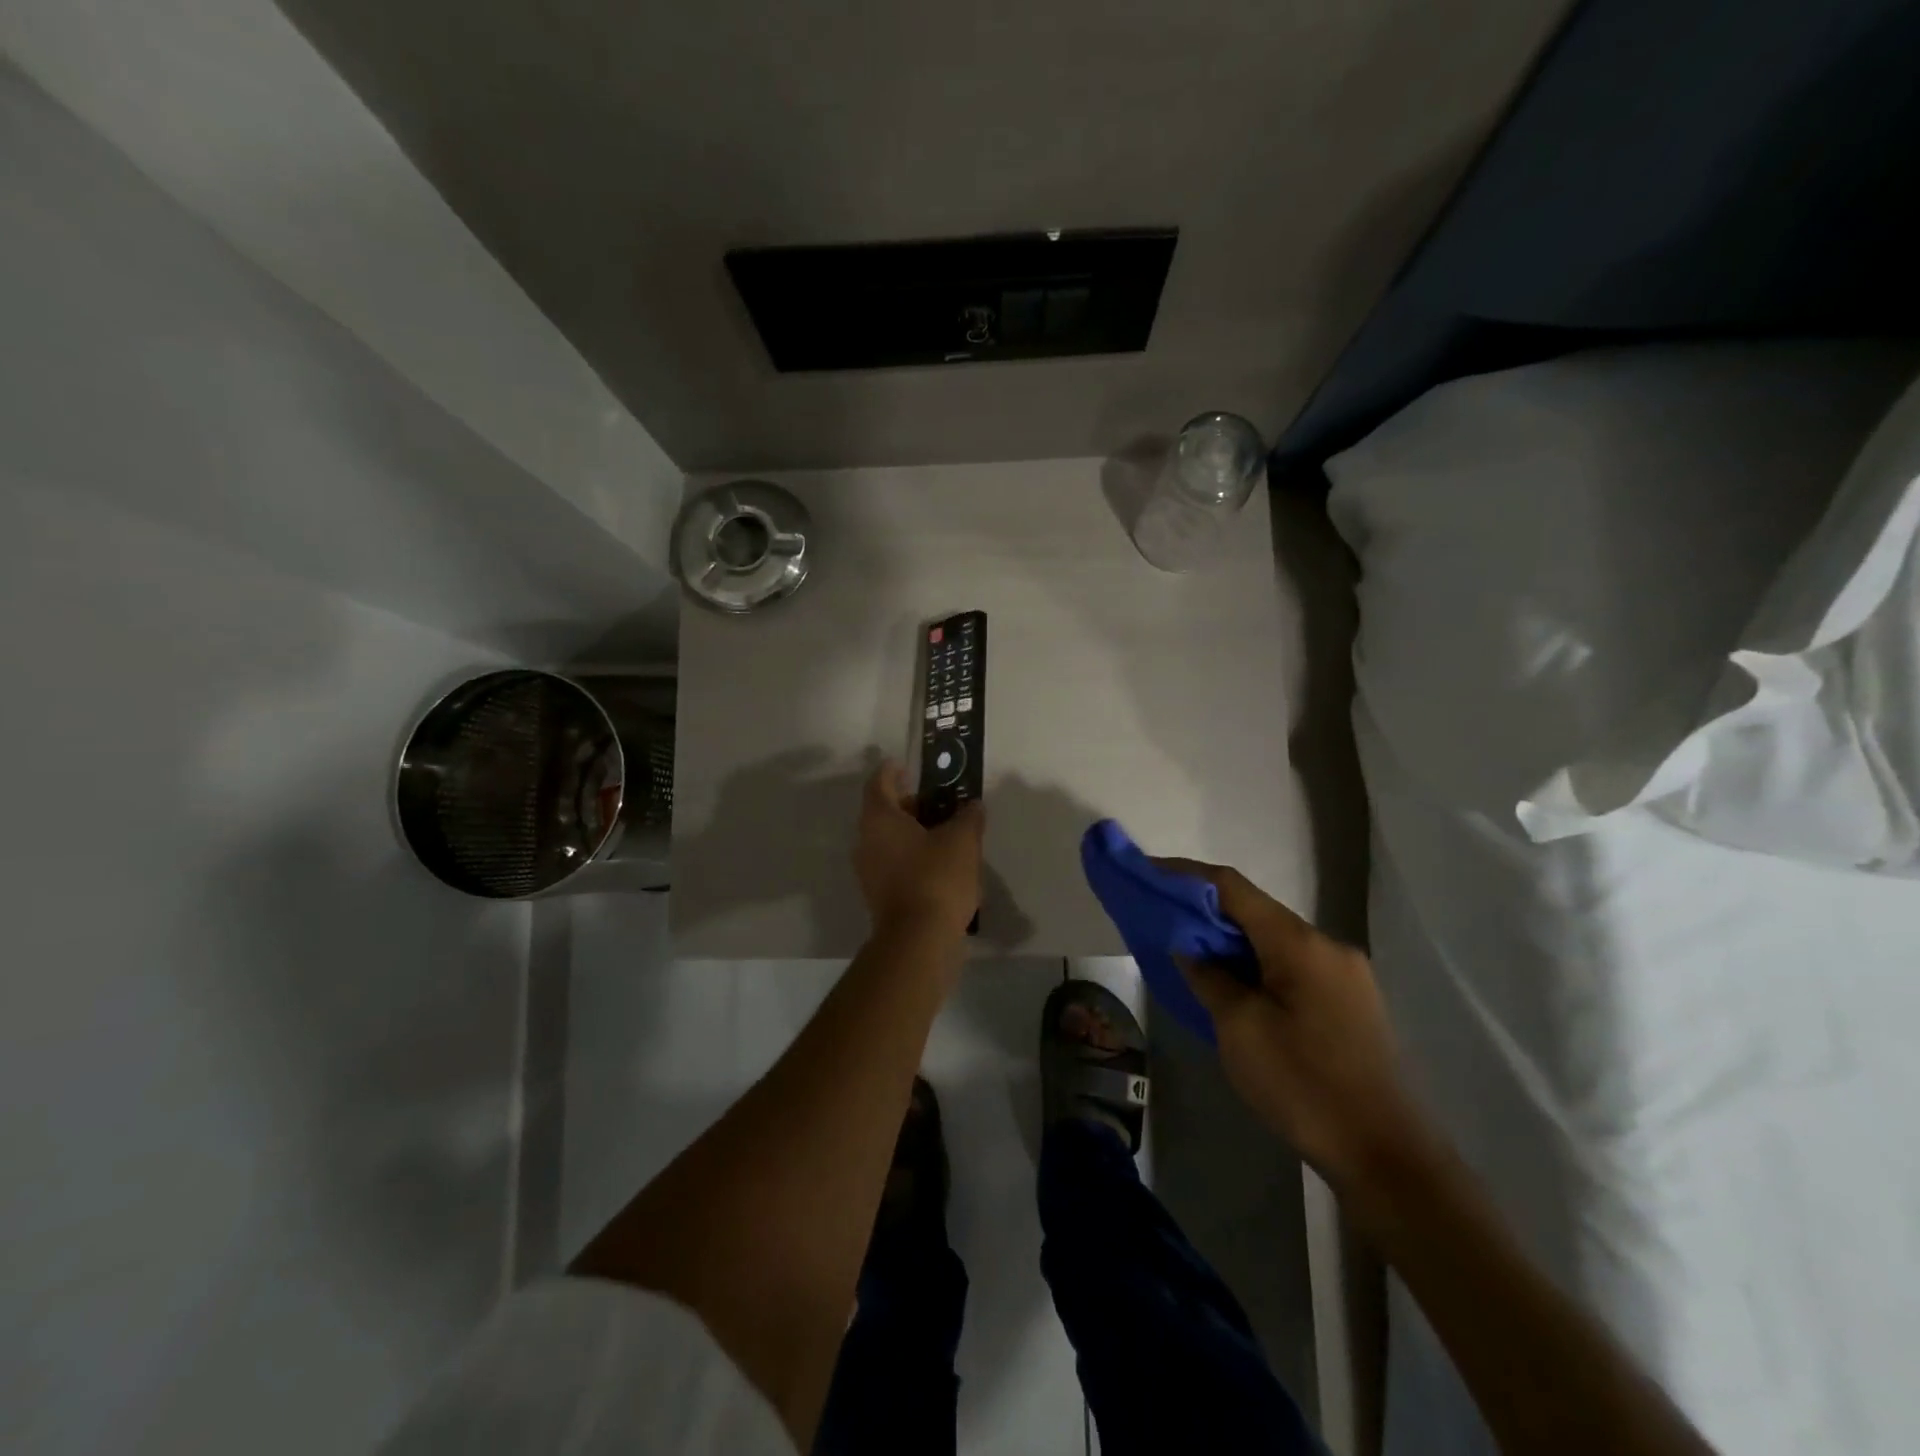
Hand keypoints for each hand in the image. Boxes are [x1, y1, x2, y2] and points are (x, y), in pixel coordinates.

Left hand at [854, 762, 982, 938]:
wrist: (918, 940)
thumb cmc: (936, 877)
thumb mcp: (963, 840)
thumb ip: (968, 817)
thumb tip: (972, 806)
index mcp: (879, 819)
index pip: (878, 782)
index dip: (892, 771)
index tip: (908, 766)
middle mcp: (866, 841)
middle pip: (883, 812)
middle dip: (910, 803)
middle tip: (939, 801)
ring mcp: (869, 871)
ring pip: (889, 840)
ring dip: (913, 833)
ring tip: (946, 832)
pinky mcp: (879, 895)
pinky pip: (894, 864)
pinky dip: (912, 857)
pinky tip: (940, 864)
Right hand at [1161, 859, 1444, 1191]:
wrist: (1387, 1158)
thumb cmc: (1304, 1086)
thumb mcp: (1239, 1030)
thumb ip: (1209, 976)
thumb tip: (1191, 946)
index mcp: (1300, 944)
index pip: (1233, 888)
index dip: (1186, 876)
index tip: (1148, 873)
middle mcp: (1328, 946)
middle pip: (1255, 911)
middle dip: (1206, 910)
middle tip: (1161, 917)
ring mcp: (1345, 974)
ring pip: (1273, 940)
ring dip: (1230, 940)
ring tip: (1189, 951)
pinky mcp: (1350, 1002)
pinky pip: (1291, 965)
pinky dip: (1255, 964)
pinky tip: (1233, 985)